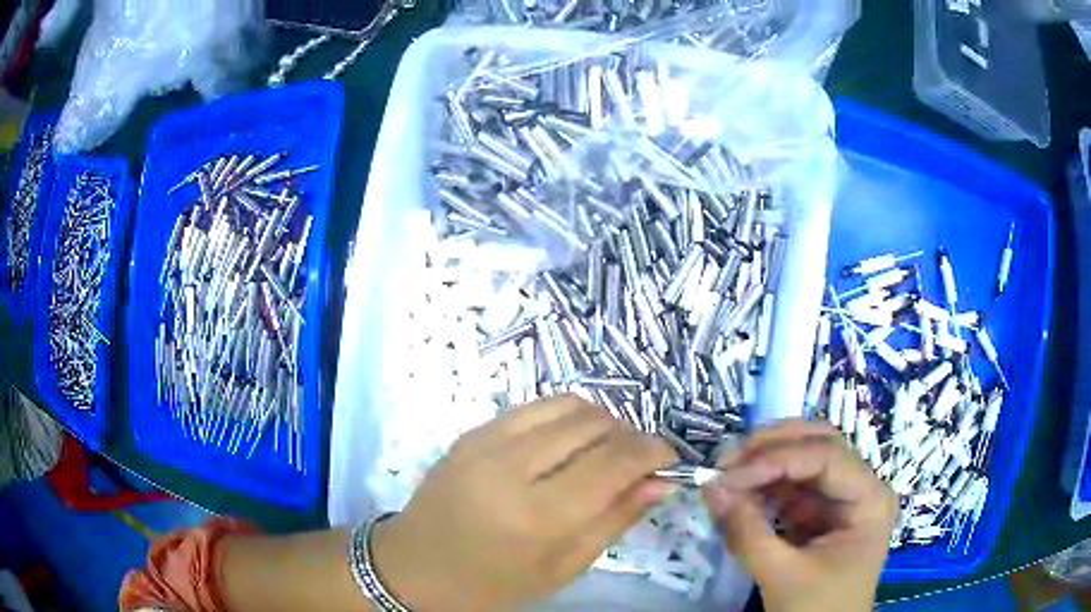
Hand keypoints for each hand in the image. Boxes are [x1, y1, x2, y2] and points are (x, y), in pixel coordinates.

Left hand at [371, 395, 678, 611]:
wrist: (414, 566)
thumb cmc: (491, 584)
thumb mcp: (562, 568)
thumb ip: (615, 520)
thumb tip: (662, 481)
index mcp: (538, 515)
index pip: (616, 460)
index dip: (654, 451)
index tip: (669, 459)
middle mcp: (512, 466)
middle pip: (596, 423)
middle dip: (630, 437)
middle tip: (635, 464)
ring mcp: (486, 440)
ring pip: (568, 404)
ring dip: (600, 423)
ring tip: (602, 453)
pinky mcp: (472, 430)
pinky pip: (535, 406)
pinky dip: (565, 419)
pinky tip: (565, 446)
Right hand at [703, 420, 898, 611]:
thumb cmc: (817, 610)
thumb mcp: (782, 576)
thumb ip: (747, 533)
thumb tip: (711, 487)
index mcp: (869, 500)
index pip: (826, 457)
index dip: (777, 458)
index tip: (729, 474)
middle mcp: (861, 488)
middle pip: (820, 445)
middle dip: (774, 447)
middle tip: (729, 457)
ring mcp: (841, 500)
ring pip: (804, 461)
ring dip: (765, 463)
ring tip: (727, 473)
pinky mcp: (820, 514)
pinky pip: (792, 488)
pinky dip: (764, 487)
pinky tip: (740, 493)